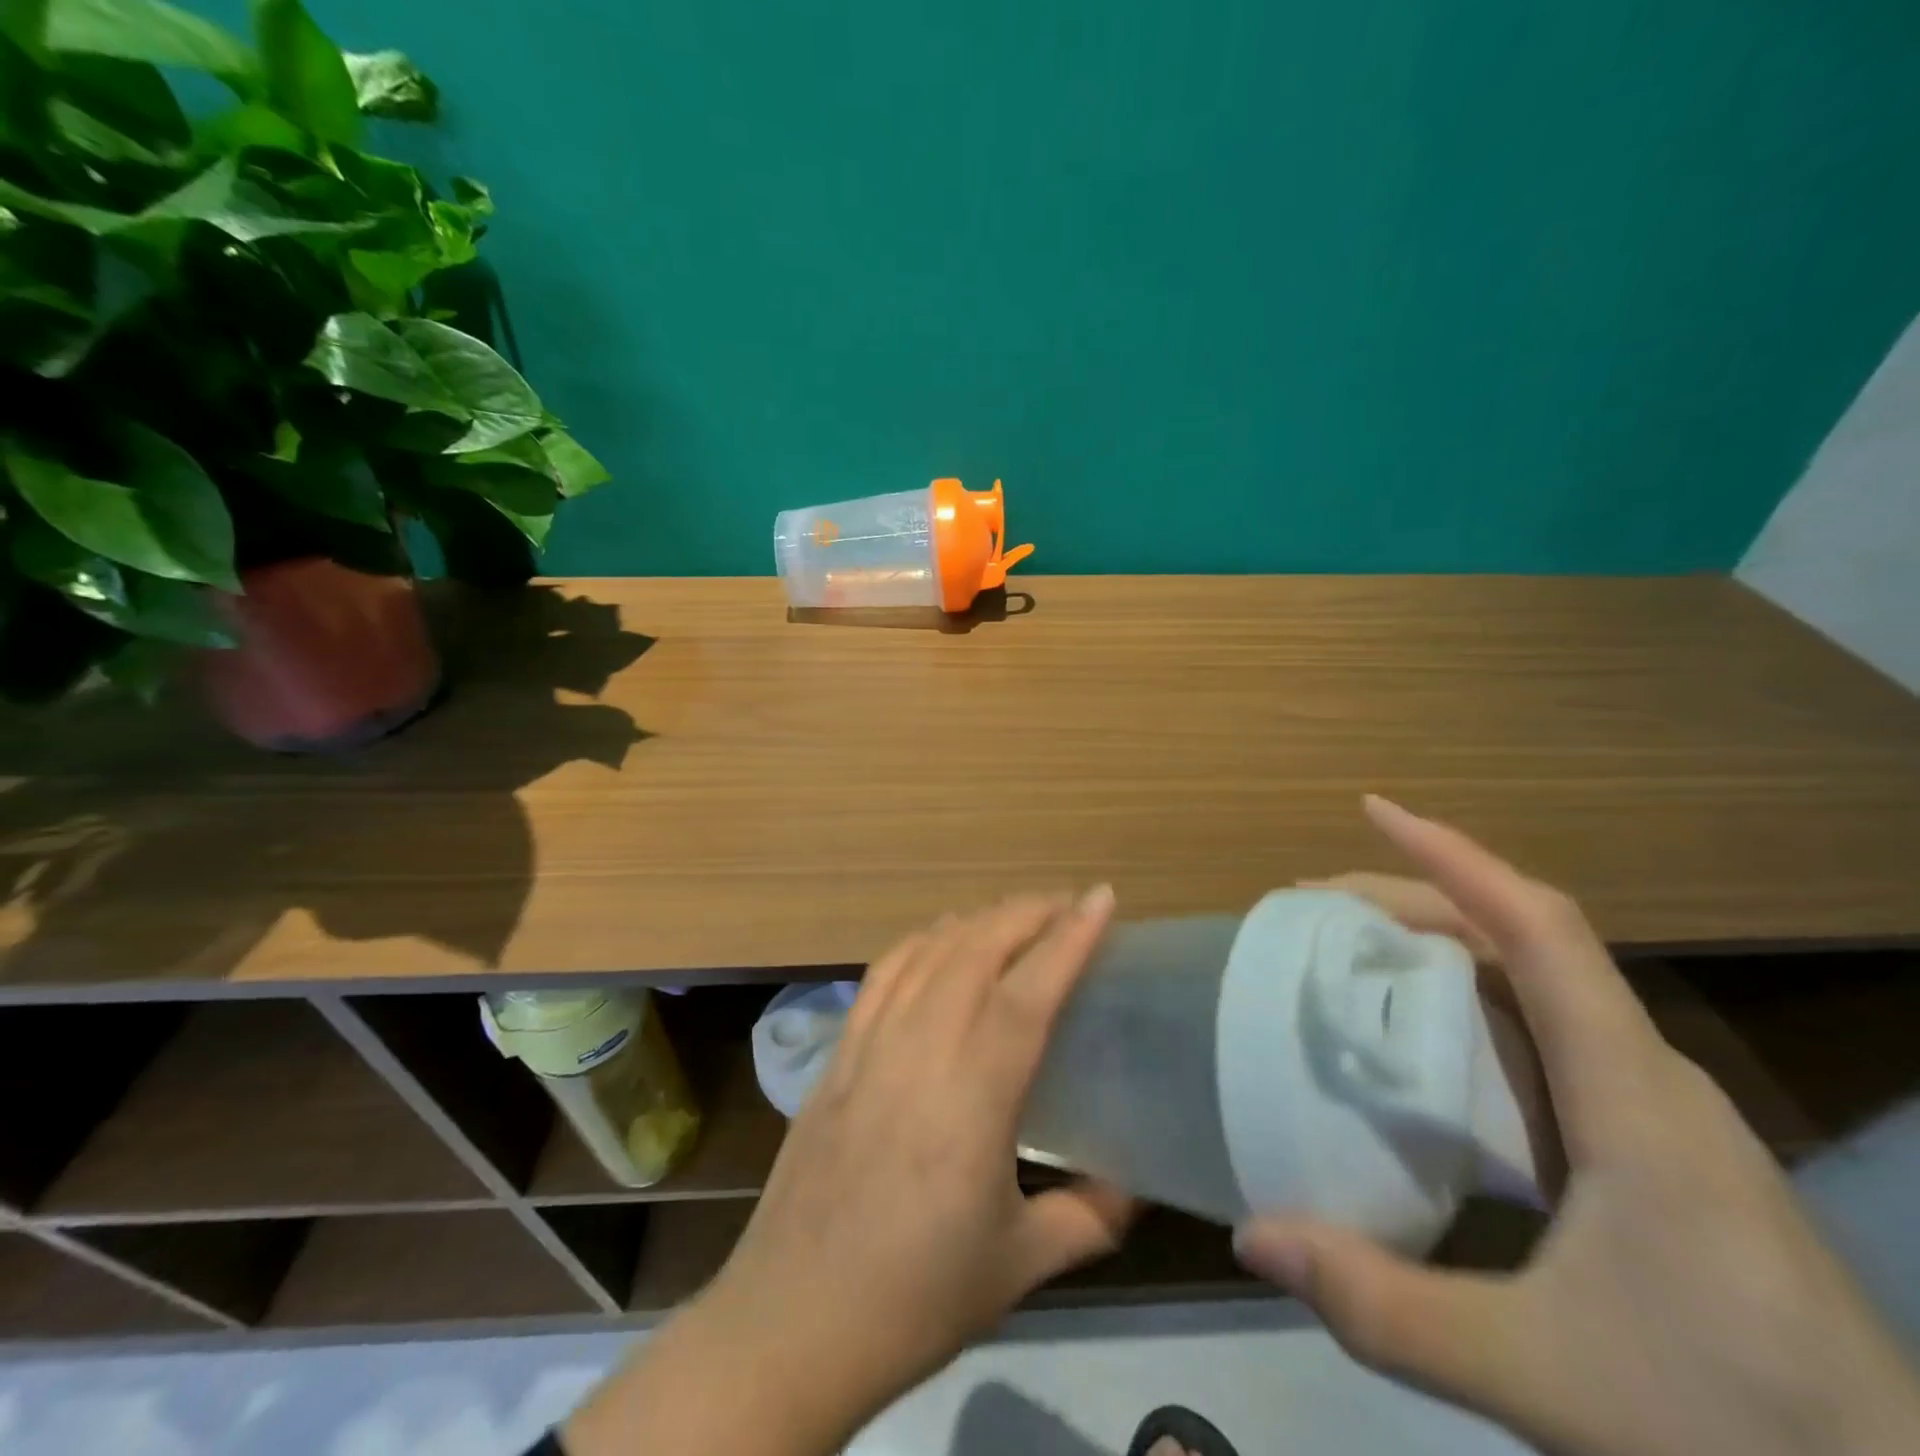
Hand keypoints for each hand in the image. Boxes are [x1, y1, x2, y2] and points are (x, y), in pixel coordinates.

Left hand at [566, 888, 1131, 1455]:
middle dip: (1027, 912)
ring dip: (978, 919)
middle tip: (1068, 906)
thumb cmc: (916, 1297)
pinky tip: (941, 941)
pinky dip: (922, 940)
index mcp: (973, 1099)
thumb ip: (1090, 1217)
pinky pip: (884, 972)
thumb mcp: (1021, 1266)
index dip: (1068, 939)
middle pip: (976, 950)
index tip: (1100, 899)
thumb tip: (1139, 1188)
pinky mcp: (838, 1052)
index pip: (1027, 993)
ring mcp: (871, 1044)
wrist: (794, 1322)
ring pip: (929, 951)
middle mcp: (920, 1051)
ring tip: (1016, 916)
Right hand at [1238, 797, 1919, 1455]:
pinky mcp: (1653, 1143)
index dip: (1454, 857)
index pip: (1540, 929)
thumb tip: (1252, 1236)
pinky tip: (1428, 1049)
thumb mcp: (1541, 1377)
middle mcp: (1645, 1073)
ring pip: (1537, 984)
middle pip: (1523, 940)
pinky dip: (1470, 1005)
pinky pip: (1546, 1034)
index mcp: (1630, 1093)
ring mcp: (1656, 1107)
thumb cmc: (1735, 1429)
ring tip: (1353, 958)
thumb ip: (1386, 1309)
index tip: (1376, 810)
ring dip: (1441, 948)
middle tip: (1315, 908)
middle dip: (1414, 900)